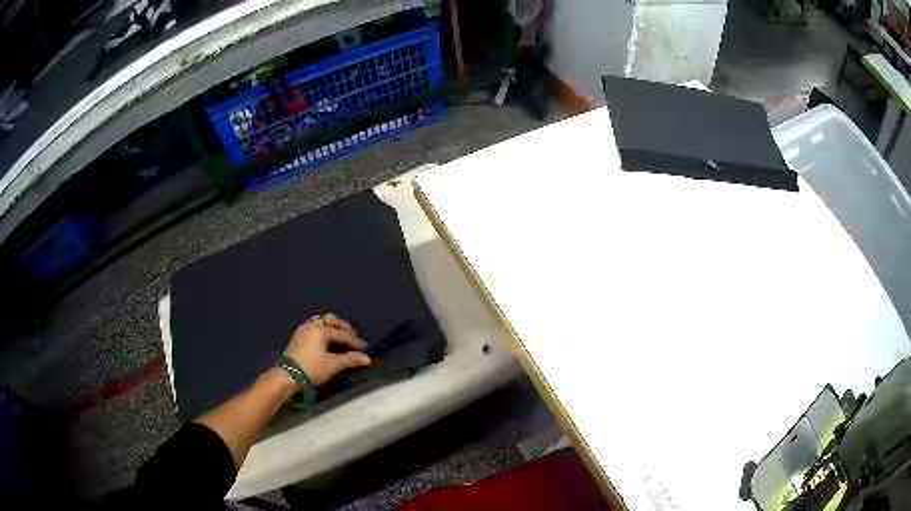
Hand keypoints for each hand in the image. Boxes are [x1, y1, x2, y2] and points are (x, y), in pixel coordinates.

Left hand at [284, 313, 371, 385]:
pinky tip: (326, 340)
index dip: (355, 341)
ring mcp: (303, 329)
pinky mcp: (298, 335)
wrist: (287, 375)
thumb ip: (350, 359)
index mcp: (321, 329)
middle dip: (343, 327)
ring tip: (339, 337)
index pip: (342, 333)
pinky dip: (323, 329)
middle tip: (352, 337)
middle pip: (331, 320)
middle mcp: (312, 325)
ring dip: (332, 326)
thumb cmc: (312, 368)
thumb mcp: (333, 365)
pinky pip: (314, 326)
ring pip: (321, 321)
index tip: (365, 348)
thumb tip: (367, 359)